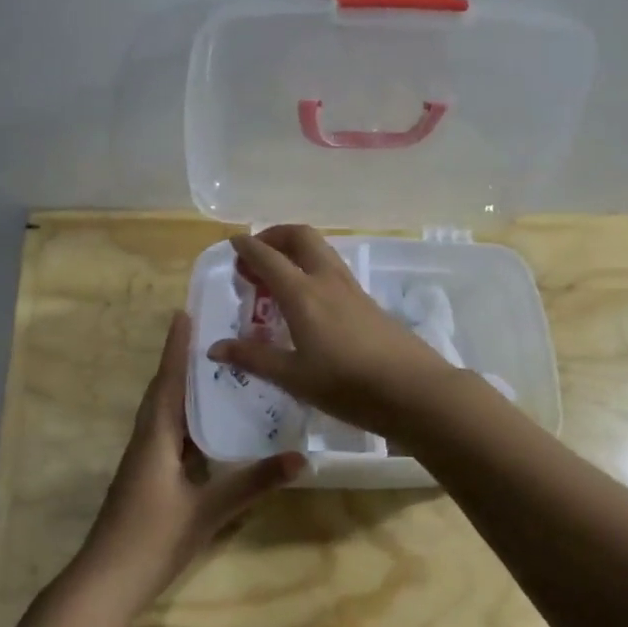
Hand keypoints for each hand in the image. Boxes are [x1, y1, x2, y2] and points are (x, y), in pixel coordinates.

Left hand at [71, 311, 302, 619]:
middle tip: (211, 335)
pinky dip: (187, 421)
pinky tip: (209, 428)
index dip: (176, 348)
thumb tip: (300, 458)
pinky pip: (168, 436)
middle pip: (164, 391)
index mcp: (155, 437)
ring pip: (165, 414)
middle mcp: (146, 441)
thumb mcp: (208, 511)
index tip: (184, 313)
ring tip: (216, 372)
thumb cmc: (153, 539)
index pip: (168, 381)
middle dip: (182, 362)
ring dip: (184, 389)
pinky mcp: (147, 478)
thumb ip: (253, 484)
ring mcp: (143, 461)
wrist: (106, 582)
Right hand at [206, 225, 461, 440]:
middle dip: (275, 236)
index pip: (268, 257)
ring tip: (278, 276)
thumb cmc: (347, 384)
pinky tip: (307, 300)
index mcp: (302, 293)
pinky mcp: (367, 302)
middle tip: (257, 255)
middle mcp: (326, 280)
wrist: (413, 390)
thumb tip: (214, 348)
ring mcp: (352, 288)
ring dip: (295, 251)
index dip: (247, 247)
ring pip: (320, 250)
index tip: (233, 244)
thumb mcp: (294, 377)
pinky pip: (332, 269)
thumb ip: (254, 358)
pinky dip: (311, 268)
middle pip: (300, 237)